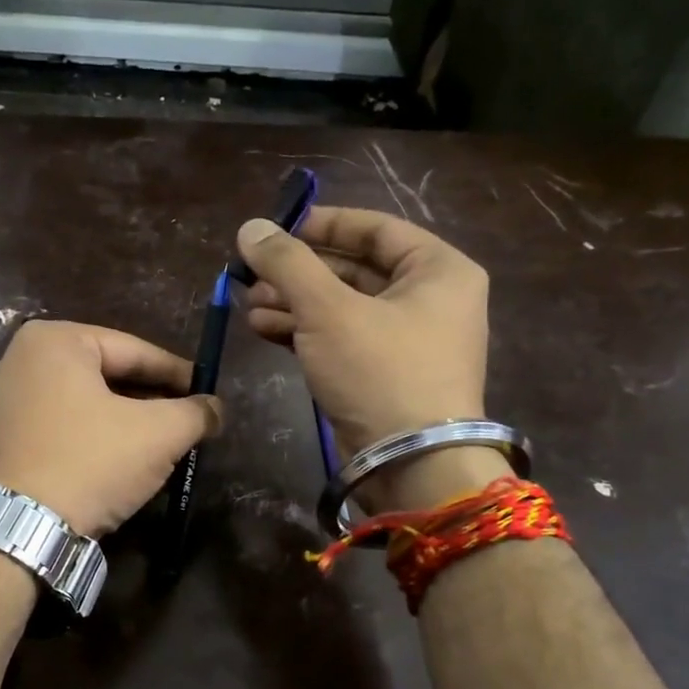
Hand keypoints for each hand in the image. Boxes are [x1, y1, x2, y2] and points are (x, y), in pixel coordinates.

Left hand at [0, 320, 221, 538]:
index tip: (207, 392)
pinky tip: (114, 461)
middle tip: (185, 421)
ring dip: (122, 421)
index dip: (178, 373)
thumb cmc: (89, 464)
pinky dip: (90, 438)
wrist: (15, 531)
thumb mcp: (158, 435)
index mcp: (55, 340)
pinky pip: (58, 426)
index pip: (134, 350)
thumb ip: (194, 413)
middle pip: (106, 375)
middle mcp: (19, 359)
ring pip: (82, 403)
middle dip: (149, 399)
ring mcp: (1, 400)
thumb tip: (215, 408)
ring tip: (157, 445)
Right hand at [236, 207, 503, 511]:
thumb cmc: (380, 372)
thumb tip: (250, 227)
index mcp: (438, 270)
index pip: (376, 228)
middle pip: (354, 269)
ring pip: (343, 307)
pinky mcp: (384, 375)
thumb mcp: (329, 310)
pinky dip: (305, 332)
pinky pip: (342, 339)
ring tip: (249, 306)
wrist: (411, 465)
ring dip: (295, 303)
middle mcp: (429, 300)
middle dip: (299, 273)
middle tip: (252, 275)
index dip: (323, 224)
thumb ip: (288, 264)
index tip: (277, 228)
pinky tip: (264, 329)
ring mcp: (407, 341)